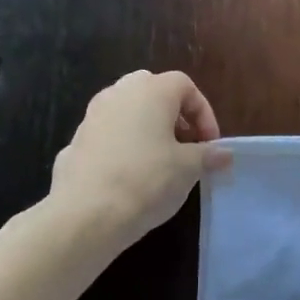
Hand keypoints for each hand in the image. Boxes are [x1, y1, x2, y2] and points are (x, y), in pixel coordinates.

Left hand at [52, 70, 230, 252]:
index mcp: (151, 90)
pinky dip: (124, 145)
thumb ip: (208, 155)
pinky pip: (109, 134)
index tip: (210, 144)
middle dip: (173, 115)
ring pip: (128, 110)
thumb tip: (224, 154)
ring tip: (160, 161)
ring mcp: (92, 115)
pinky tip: (130, 176)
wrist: (86, 214)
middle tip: (185, 144)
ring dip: (147, 128)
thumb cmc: (147, 180)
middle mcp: (119, 93)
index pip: (185, 86)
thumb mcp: (188, 169)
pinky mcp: (75, 140)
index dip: (204, 113)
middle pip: (153, 91)